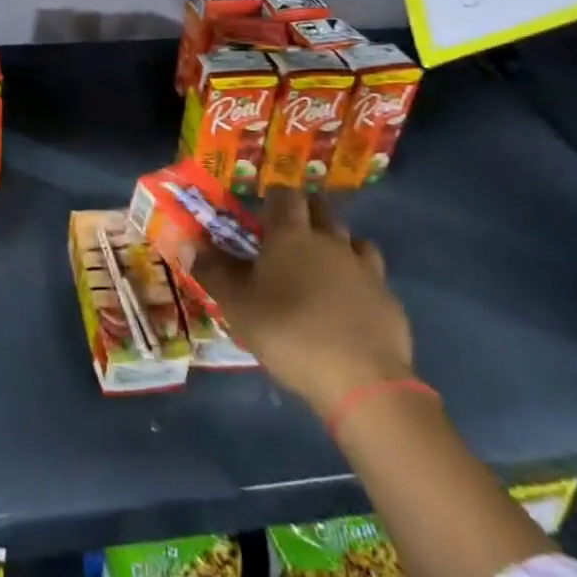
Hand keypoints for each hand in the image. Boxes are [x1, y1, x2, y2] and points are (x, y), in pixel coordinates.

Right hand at [196, 187, 413, 414]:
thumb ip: (213, 272)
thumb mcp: (238, 306)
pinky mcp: (387, 297)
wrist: (361, 381)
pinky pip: (371, 272)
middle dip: (305, 211)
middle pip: (321, 208)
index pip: (285, 194)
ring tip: (321, 262)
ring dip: (336, 241)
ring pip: (351, 237)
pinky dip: (358, 275)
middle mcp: (330, 240)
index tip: (262, 211)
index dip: (274, 196)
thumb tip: (188, 245)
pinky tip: (349, 298)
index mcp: (291, 235)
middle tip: (288, 232)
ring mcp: (364, 267)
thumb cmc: (289, 333)